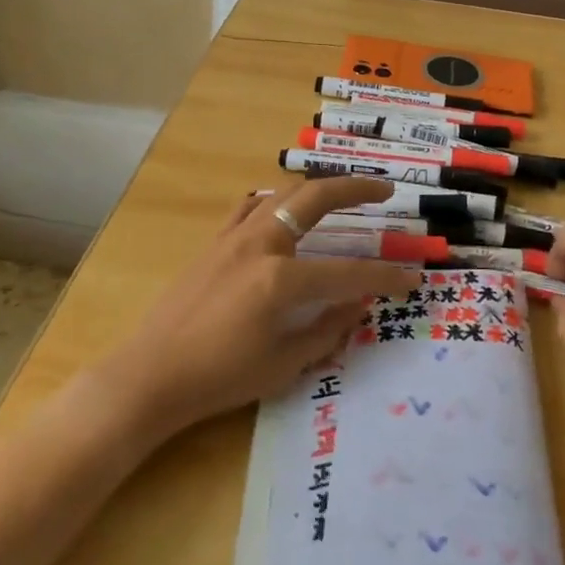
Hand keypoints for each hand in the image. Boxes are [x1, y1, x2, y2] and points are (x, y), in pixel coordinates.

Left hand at [89, 178, 417, 440]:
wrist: (152, 374)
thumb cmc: (220, 378)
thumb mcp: (283, 364)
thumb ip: (327, 330)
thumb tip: (359, 303)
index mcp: (281, 280)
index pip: (348, 272)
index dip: (385, 276)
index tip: (412, 277)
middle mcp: (261, 245)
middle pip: (316, 199)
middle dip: (356, 189)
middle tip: (384, 189)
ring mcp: (234, 237)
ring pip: (284, 193)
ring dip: (318, 187)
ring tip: (342, 192)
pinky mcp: (215, 241)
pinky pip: (251, 207)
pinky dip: (275, 200)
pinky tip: (284, 209)